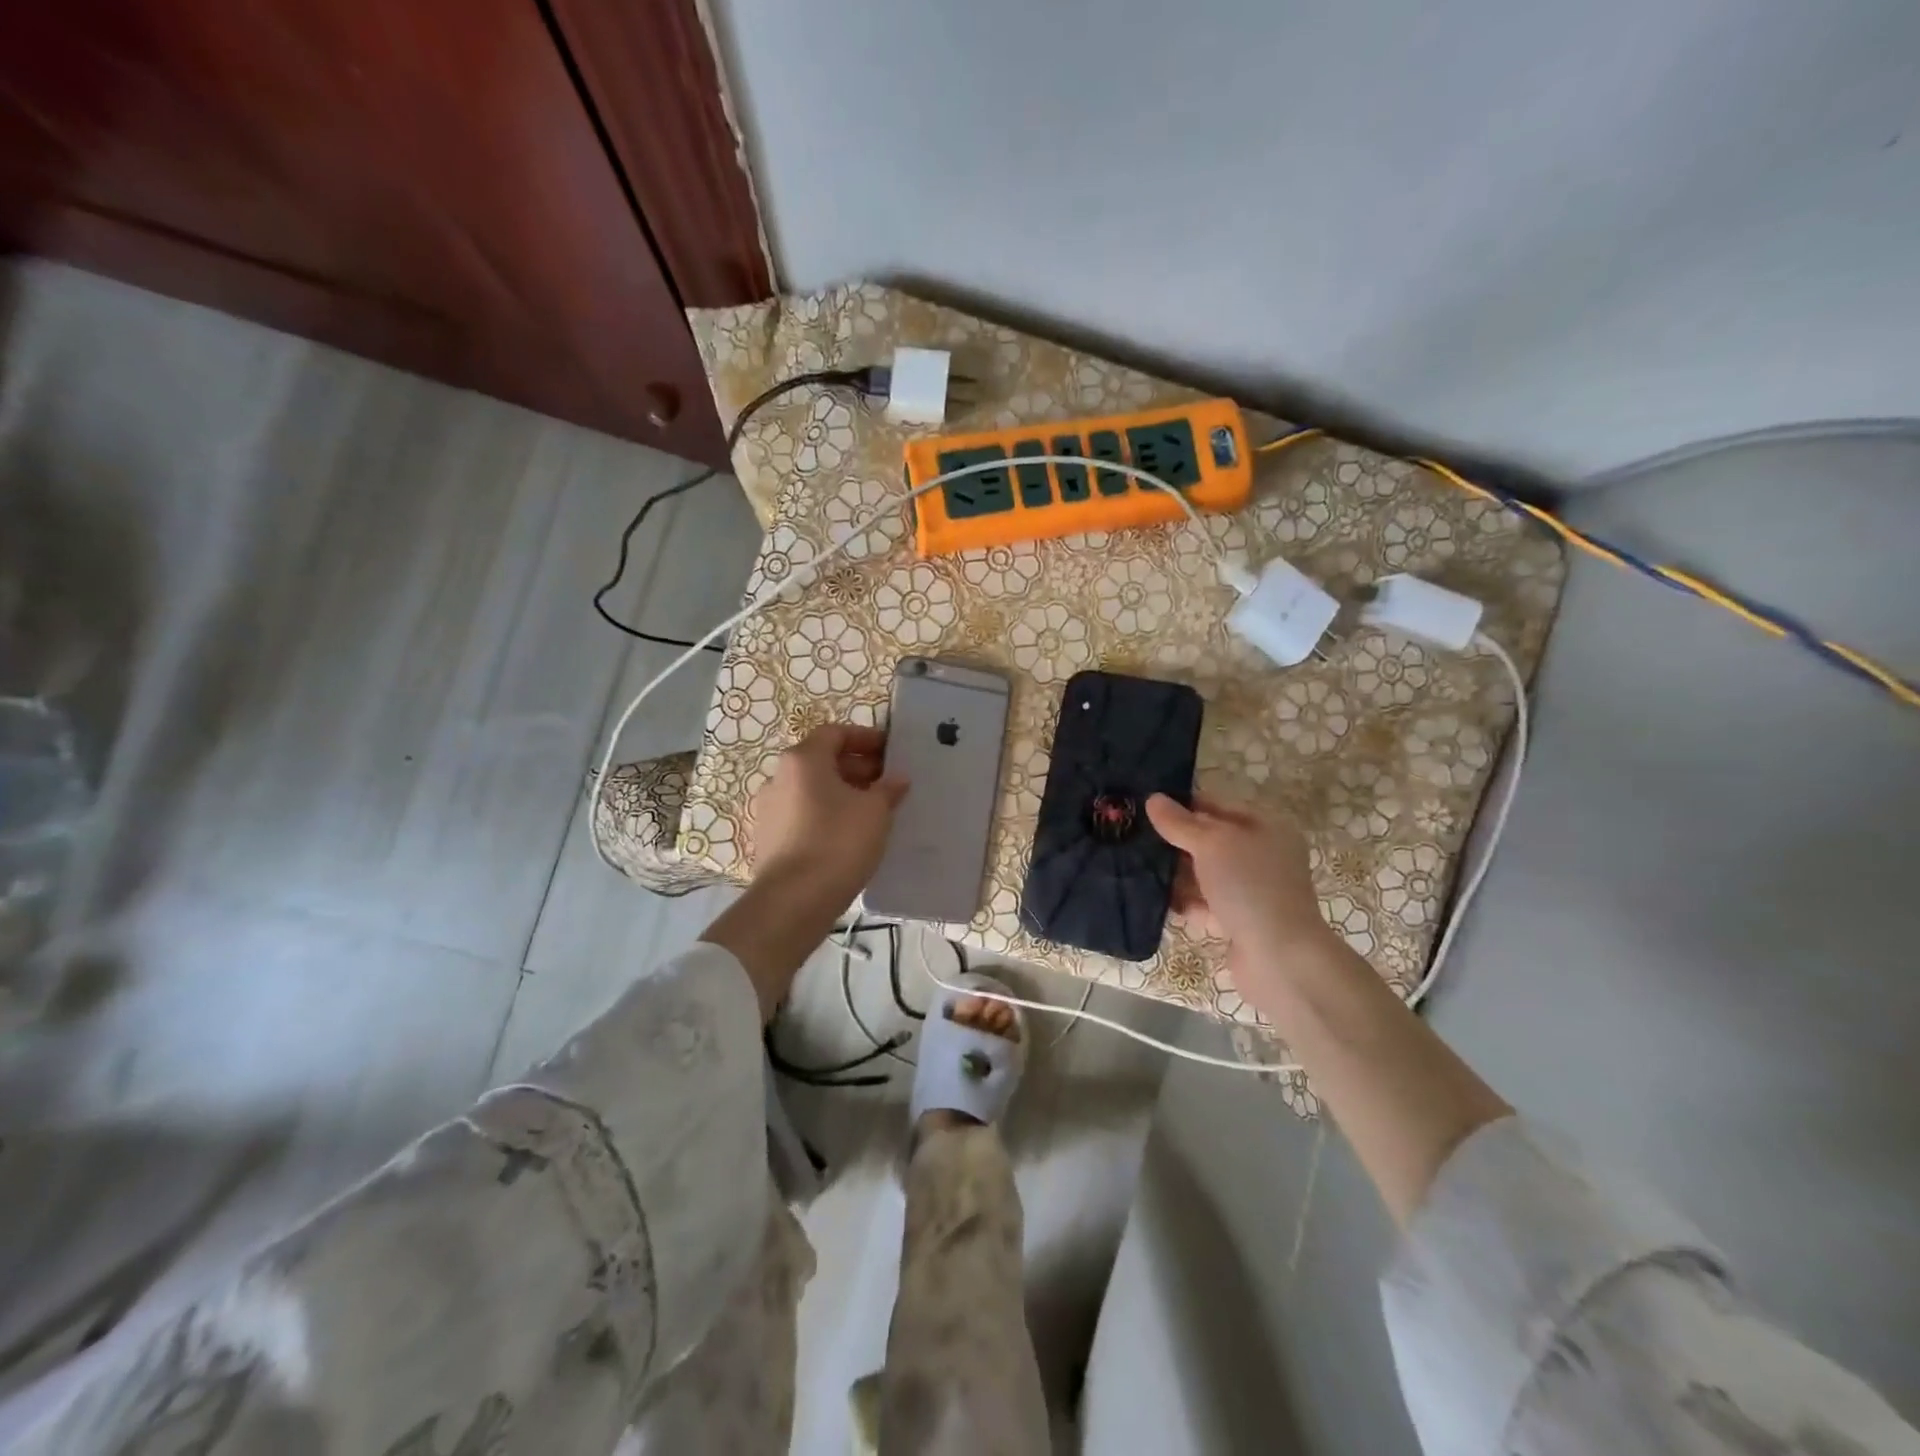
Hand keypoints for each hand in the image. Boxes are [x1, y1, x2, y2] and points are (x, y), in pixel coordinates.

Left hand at [750, 724, 907, 905]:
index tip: (890, 752)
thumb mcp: (875, 812)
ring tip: (872, 811)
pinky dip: (826, 815)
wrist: (792, 902)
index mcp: (803, 760)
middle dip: (856, 768)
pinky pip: (803, 814)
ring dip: (842, 793)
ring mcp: (769, 809)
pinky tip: (849, 835)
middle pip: (821, 760)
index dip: (865, 738)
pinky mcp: (768, 838)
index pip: (835, 733)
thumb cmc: (838, 843)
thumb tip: (897, 778)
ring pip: (812, 789)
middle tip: (887, 783)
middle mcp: (779, 777)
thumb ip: (888, 788)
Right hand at [1145, 792, 1341, 1018]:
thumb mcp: (1211, 844)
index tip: (1148, 806)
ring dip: (1177, 873)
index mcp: (1267, 828)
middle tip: (1137, 837)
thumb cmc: (1249, 886)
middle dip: (1177, 841)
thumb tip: (1152, 798)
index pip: (1219, 806)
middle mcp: (1263, 857)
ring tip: (1139, 867)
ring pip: (1206, 874)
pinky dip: (1186, 903)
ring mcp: (1253, 892)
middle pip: (1212, 841)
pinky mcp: (1241, 922)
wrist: (1279, 958)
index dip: (1185, 804)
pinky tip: (1157, 900)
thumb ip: (1180, 823)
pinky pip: (1206, 905)